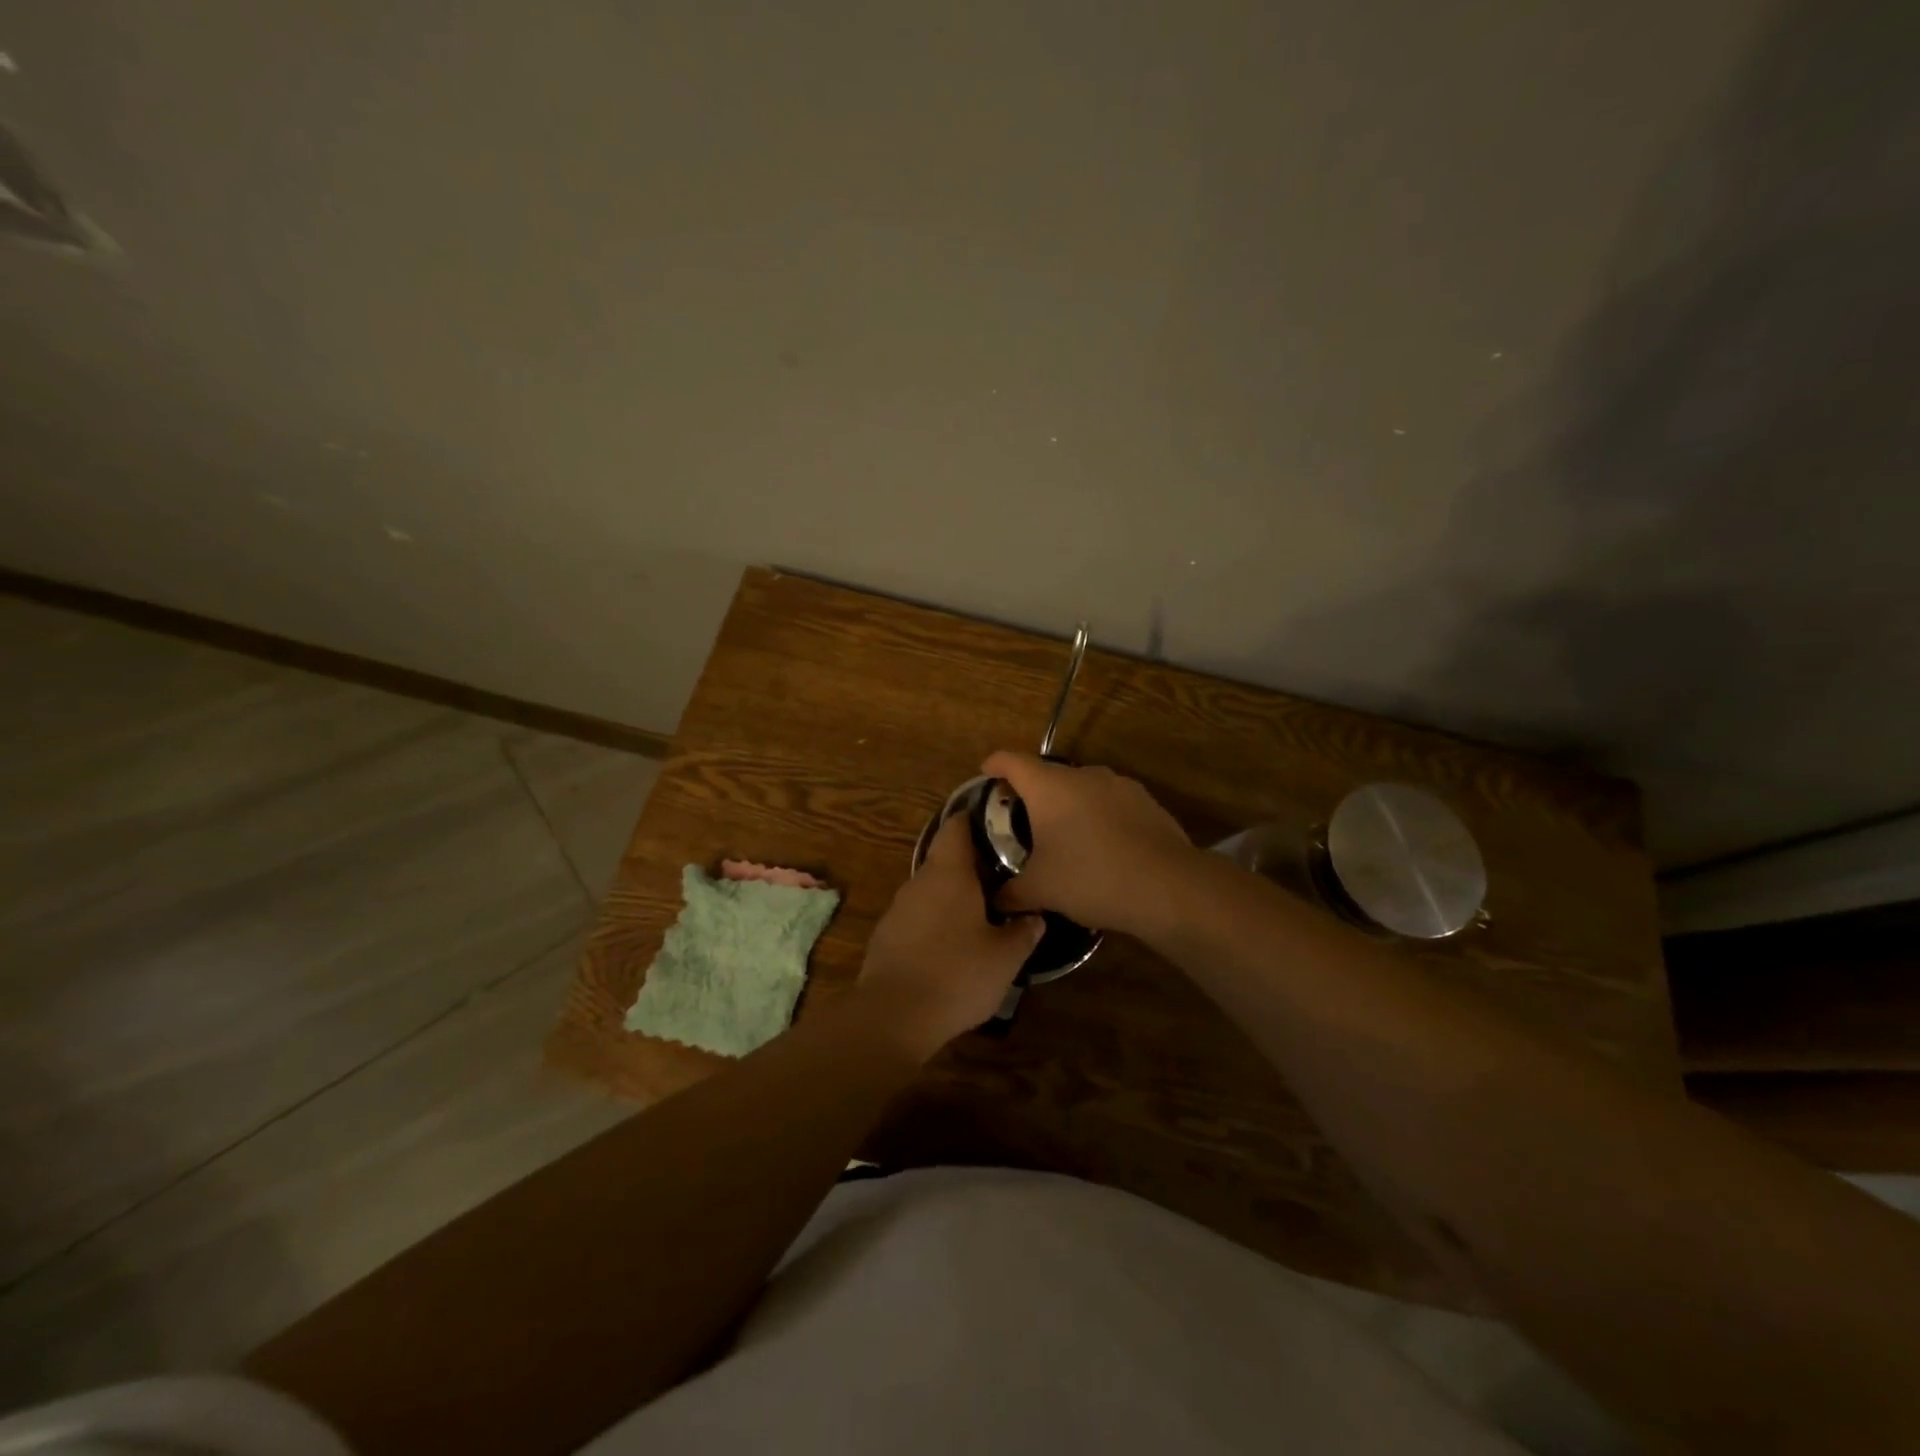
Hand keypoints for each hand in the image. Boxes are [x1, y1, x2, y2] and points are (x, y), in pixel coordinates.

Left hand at [856, 815, 1043, 1055]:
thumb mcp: (1005, 958)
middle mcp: (919, 881)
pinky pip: (917, 916)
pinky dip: (936, 920)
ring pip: (931, 889)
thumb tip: (1035, 917)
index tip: (999, 824)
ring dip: (953, 895)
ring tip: (983, 911)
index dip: (976, 820)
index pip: (957, 827)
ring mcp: (898, 908)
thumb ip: (1023, 933)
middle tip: (1003, 875)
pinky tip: (952, 944)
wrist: (893, 1016)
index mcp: (948, 873)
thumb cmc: (957, 975)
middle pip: (945, 858)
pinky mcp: (886, 935)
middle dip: (972, 864)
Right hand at [980, 751, 1194, 935]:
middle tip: (1022, 822)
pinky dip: (1099, 817)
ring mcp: (1119, 785)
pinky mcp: (1146, 801)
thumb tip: (995, 901)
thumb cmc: (1090, 878)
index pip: (1011, 761)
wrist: (1167, 886)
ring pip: (1082, 789)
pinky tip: (1102, 848)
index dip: (994, 765)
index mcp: (1049, 786)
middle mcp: (1083, 775)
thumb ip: (1011, 893)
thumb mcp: (1041, 890)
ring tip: (1065, 838)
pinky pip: (1110, 804)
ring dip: (1069, 806)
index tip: (986, 775)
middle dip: (1033, 794)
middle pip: (1048, 775)